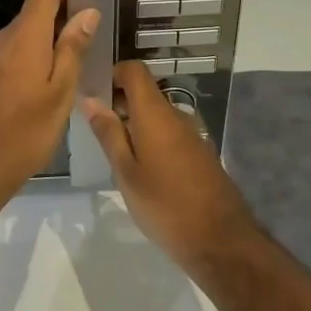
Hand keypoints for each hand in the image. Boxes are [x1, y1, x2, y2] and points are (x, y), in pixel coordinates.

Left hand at [0, 0, 99, 203]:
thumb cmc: (23, 132)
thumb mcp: (60, 93)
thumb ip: (73, 49)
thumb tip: (87, 11)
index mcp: (24, 35)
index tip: (93, 7)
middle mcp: (3, 38)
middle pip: (36, 12)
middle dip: (65, 20)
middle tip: (95, 43)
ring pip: (27, 36)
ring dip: (51, 44)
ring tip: (79, 66)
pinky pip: (16, 55)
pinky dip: (36, 60)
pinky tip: (52, 86)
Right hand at [83, 62, 258, 267]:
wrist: (220, 240)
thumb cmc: (164, 205)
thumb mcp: (126, 172)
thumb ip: (109, 134)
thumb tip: (91, 100)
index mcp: (155, 114)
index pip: (134, 71)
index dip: (112, 74)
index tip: (94, 94)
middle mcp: (176, 116)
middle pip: (145, 93)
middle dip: (119, 102)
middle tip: (96, 128)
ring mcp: (192, 135)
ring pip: (157, 116)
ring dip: (135, 124)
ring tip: (114, 152)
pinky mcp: (200, 154)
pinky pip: (170, 133)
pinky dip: (152, 140)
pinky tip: (141, 169)